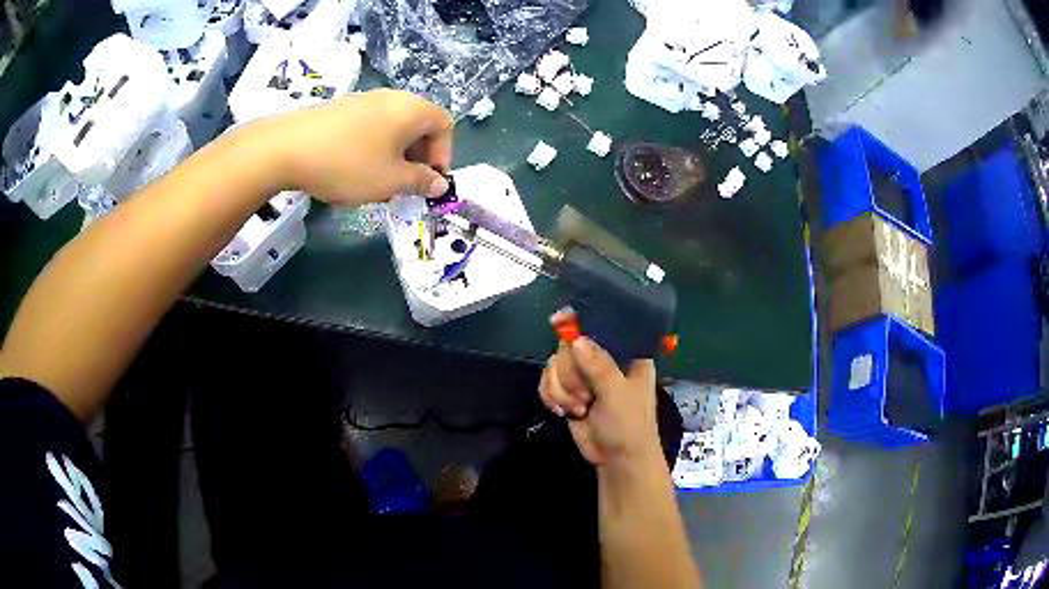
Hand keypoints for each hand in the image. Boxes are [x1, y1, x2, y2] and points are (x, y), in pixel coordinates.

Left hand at [258, 89, 453, 205]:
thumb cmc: (349, 164)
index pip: (446, 125)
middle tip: (404, 186)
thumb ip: (421, 182)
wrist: (287, 148)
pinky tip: (352, 170)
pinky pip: (370, 128)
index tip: (429, 182)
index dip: (444, 155)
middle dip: (418, 159)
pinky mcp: (341, 109)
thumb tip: (441, 183)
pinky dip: (372, 149)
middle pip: (419, 126)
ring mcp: (364, 100)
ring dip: (394, 157)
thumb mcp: (391, 181)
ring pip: (393, 129)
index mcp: (412, 109)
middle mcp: (392, 98)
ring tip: (376, 183)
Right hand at [539, 335, 661, 468]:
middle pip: (570, 346)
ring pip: (556, 365)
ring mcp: (585, 377)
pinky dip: (551, 396)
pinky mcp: (569, 393)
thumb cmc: (629, 425)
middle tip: (583, 395)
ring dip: (560, 389)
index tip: (559, 321)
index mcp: (626, 354)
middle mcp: (604, 360)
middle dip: (569, 373)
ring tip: (577, 409)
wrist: (617, 461)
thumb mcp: (617, 393)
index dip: (581, 322)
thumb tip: (575, 339)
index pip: (602, 326)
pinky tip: (562, 412)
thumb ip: (598, 365)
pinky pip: (549, 382)